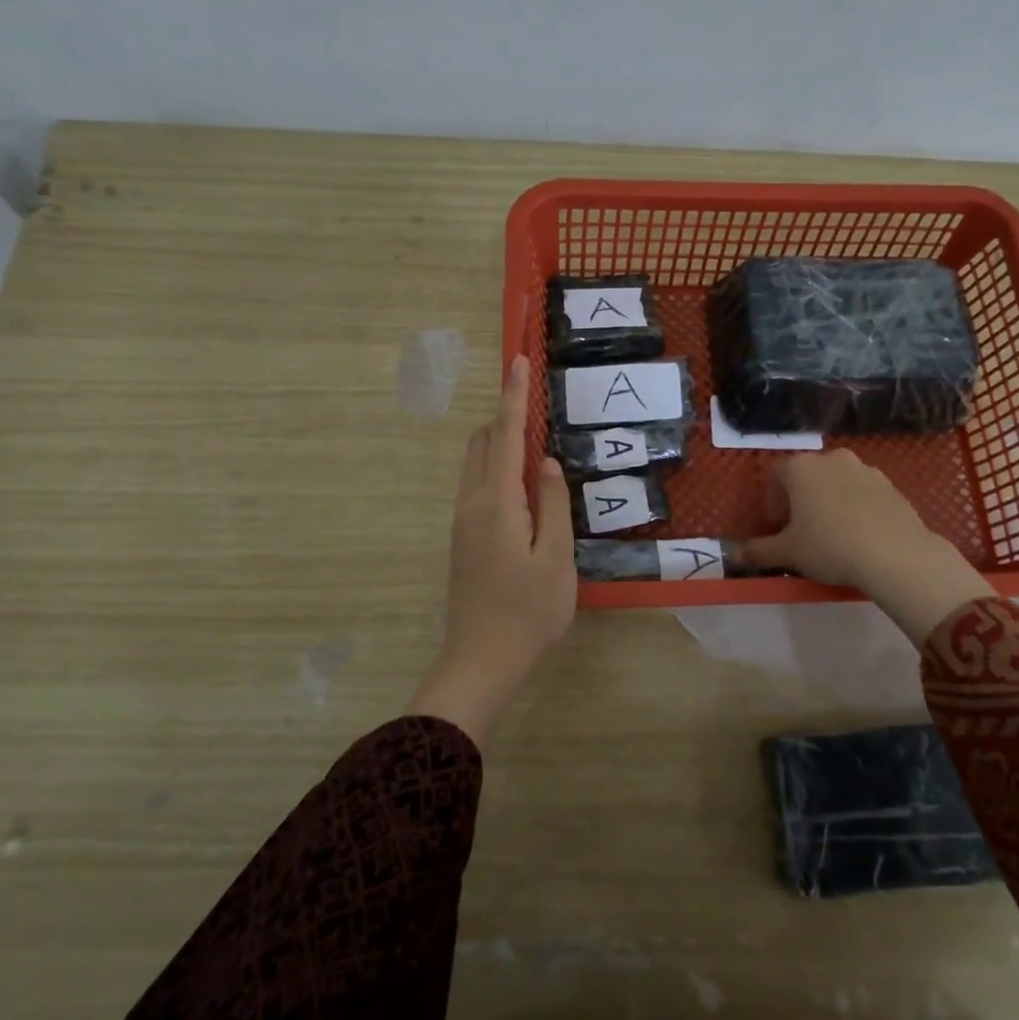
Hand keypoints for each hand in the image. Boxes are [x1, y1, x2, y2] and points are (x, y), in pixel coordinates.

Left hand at [409, 355, 575, 745]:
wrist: (480, 659)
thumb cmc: (528, 611)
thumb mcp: (556, 558)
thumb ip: (553, 504)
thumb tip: (546, 462)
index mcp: (497, 501)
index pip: (505, 435)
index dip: (513, 396)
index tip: (517, 360)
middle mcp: (472, 502)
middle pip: (482, 442)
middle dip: (505, 414)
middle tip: (535, 402)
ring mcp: (462, 520)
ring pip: (475, 463)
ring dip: (499, 441)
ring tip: (534, 440)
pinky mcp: (462, 537)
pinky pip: (476, 483)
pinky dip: (495, 466)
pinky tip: (522, 484)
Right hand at [740, 450, 994, 644]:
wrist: (895, 554)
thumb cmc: (830, 546)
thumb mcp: (788, 553)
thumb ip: (758, 551)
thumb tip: (732, 556)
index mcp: (801, 468)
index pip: (776, 472)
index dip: (772, 497)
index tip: (776, 523)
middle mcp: (832, 459)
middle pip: (808, 473)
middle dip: (801, 496)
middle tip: (801, 527)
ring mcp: (866, 469)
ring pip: (838, 481)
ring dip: (830, 499)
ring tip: (832, 532)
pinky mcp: (892, 485)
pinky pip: (864, 492)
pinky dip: (856, 506)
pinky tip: (860, 534)